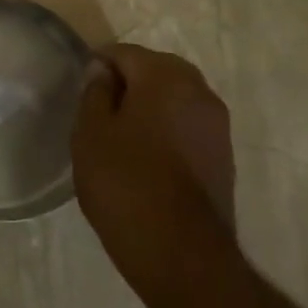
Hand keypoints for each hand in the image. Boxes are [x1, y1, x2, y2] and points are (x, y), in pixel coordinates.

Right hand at [71, 44, 237, 298]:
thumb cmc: (125, 184)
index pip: (125, 52)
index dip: (99, 65)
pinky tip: (148, 156)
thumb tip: (102, 71)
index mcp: (165, 77)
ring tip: (122, 134)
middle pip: (157, 69)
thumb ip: (95, 92)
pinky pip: (189, 124)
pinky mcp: (224, 155)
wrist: (181, 254)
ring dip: (151, 105)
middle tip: (100, 110)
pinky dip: (168, 128)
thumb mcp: (90, 133)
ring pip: (176, 97)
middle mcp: (199, 91)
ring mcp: (217, 125)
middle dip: (129, 81)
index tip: (82, 90)